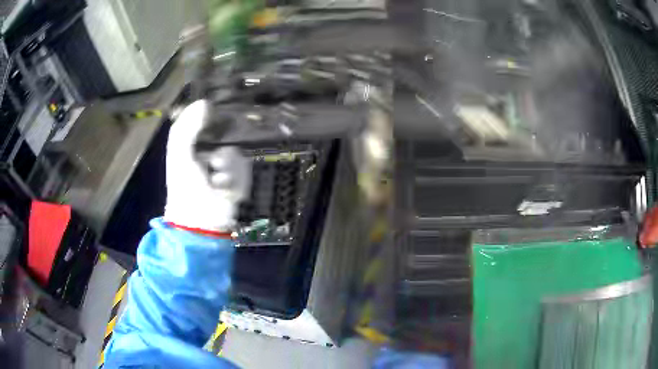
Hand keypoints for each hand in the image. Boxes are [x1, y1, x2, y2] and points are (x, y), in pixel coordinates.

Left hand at [164, 100, 250, 231]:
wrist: (201, 219)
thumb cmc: (185, 185)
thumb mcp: (179, 153)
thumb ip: (187, 127)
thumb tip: (205, 102)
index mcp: (193, 144)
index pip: (207, 121)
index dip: (213, 117)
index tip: (217, 114)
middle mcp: (210, 151)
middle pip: (227, 135)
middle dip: (220, 146)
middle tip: (216, 156)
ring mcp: (226, 166)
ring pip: (236, 152)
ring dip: (227, 167)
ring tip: (217, 180)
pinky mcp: (240, 179)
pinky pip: (244, 168)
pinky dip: (235, 179)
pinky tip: (224, 188)